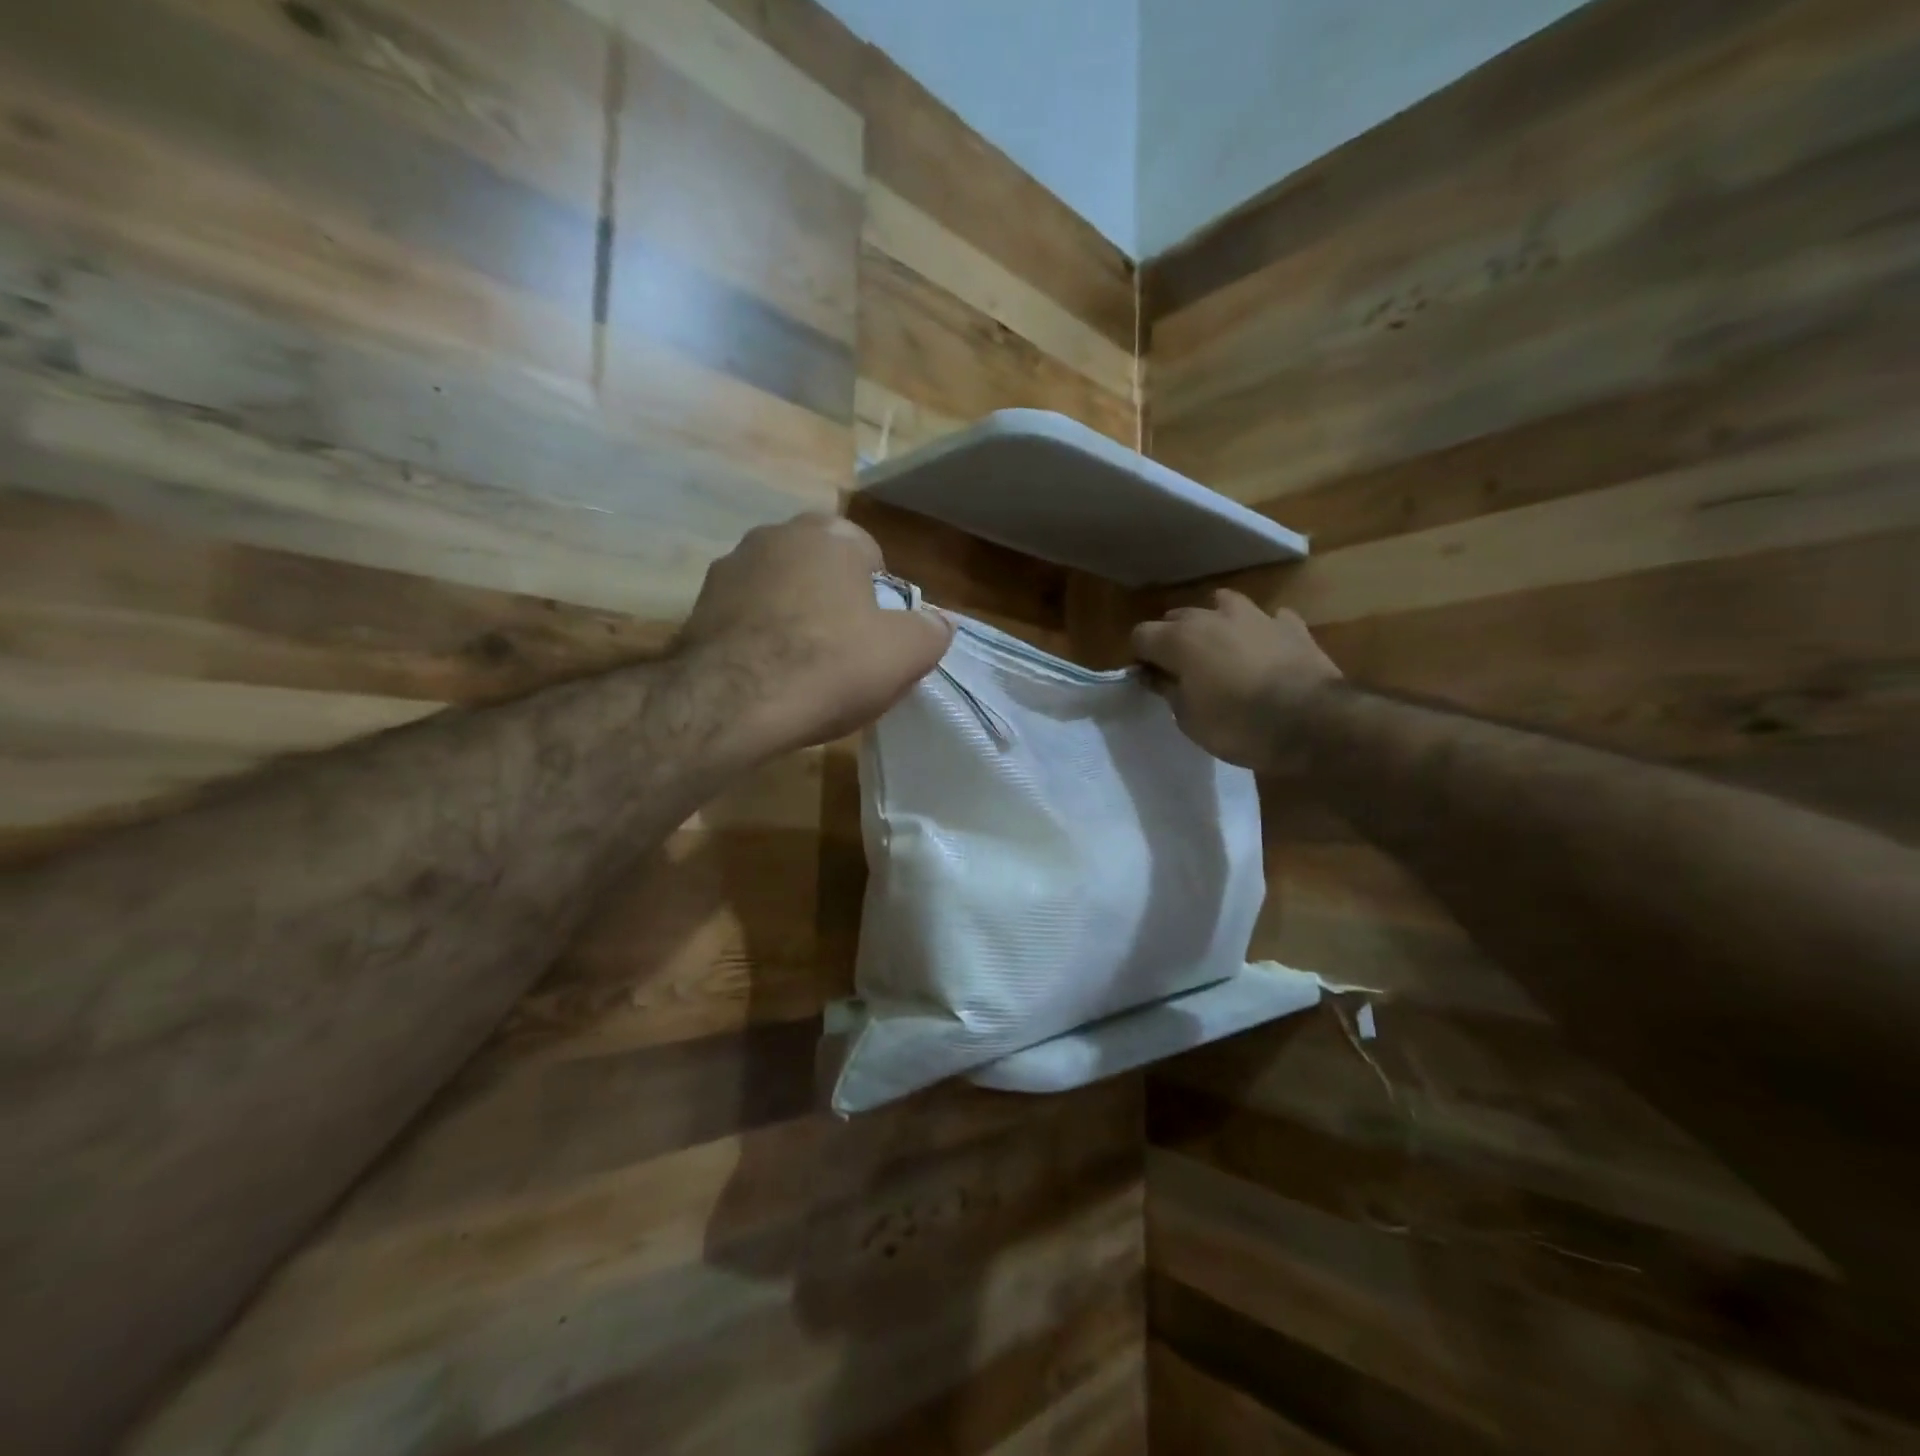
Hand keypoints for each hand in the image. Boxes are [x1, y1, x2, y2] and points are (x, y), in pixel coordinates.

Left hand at [675, 513, 953, 763]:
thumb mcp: (906, 653)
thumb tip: (939, 622)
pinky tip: (768, 680)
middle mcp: (775, 535)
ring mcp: (730, 569)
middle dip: (837, 606)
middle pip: (823, 574)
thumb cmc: (829, 665)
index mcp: (830, 533)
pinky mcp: (698, 608)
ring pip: (782, 596)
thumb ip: (931, 630)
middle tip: (847, 657)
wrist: (730, 704)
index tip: (879, 640)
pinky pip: (746, 622)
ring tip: (803, 674)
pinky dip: (759, 642)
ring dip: (795, 623)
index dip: (881, 601)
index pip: (871, 557)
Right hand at [1132, 590, 1342, 771]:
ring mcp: (1255, 616)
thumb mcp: (1189, 719)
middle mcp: (1212, 617)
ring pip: (1222, 604)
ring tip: (1221, 649)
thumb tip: (1154, 675)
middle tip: (1182, 670)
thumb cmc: (1238, 725)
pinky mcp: (1291, 626)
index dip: (1141, 657)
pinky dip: (1260, 631)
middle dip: (1173, 639)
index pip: (1140, 635)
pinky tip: (1265, 650)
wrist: (1312, 722)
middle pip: (1177, 617)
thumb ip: (1167, 690)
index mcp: (1180, 639)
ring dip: (1215, 622)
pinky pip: (1268, 619)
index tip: (1150, 680)